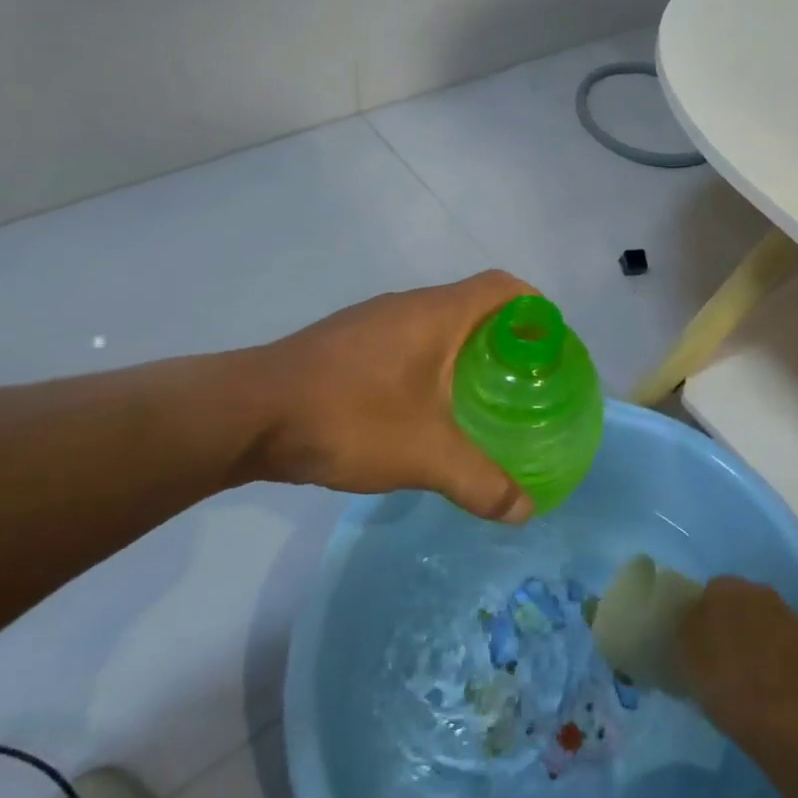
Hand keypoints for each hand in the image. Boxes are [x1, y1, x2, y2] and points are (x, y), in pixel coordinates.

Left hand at [242, 270, 537, 522]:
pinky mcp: (346, 346)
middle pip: (474, 306)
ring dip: (465, 354)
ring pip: (437, 327)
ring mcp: (372, 324)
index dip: (535, 308)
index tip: (551, 346)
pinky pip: (406, 344)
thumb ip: (480, 482)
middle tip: (524, 383)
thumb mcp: (424, 455)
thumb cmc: (349, 418)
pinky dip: (430, 366)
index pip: (504, 287)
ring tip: (481, 400)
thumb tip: (525, 511)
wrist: (246, 415)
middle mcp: (407, 307)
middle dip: (505, 339)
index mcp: (437, 314)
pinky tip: (424, 411)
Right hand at [679, 577, 797, 745]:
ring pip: (761, 622)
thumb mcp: (688, 665)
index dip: (699, 620)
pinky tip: (772, 683)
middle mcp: (758, 591)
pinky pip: (783, 642)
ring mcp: (788, 615)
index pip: (705, 594)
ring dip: (754, 639)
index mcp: (723, 590)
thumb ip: (685, 635)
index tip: (696, 647)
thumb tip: (689, 625)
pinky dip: (776, 655)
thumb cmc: (732, 690)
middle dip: (728, 625)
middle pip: (736, 604)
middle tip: (719, 659)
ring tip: (747, 675)